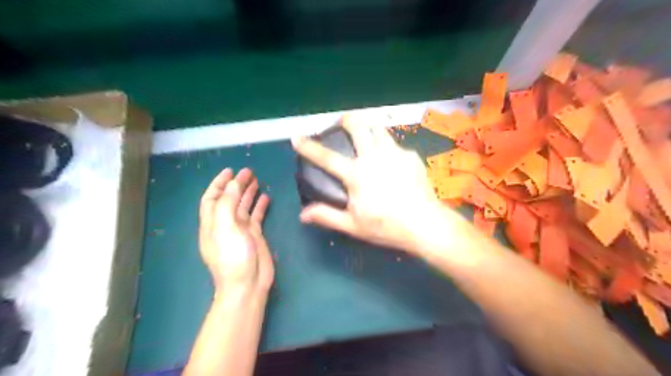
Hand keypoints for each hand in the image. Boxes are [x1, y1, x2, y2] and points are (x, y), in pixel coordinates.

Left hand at [197, 168, 272, 296]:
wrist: (247, 284)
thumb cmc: (232, 257)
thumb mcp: (225, 228)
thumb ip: (227, 204)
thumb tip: (233, 184)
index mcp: (212, 223)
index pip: (212, 198)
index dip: (219, 183)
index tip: (230, 171)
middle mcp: (225, 224)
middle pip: (229, 199)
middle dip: (236, 184)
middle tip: (249, 171)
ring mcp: (240, 230)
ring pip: (243, 206)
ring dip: (248, 192)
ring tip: (257, 179)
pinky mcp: (254, 235)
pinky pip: (256, 216)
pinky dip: (259, 206)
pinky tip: (266, 197)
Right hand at [293, 113, 443, 253]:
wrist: (424, 223)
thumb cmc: (386, 226)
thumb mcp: (353, 225)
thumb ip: (327, 216)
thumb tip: (303, 214)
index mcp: (356, 174)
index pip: (326, 157)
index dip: (309, 146)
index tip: (297, 137)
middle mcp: (373, 157)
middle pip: (358, 127)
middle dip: (347, 119)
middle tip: (343, 121)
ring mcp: (394, 153)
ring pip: (379, 129)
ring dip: (370, 126)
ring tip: (368, 132)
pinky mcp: (411, 156)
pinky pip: (396, 146)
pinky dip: (389, 148)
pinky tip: (392, 161)